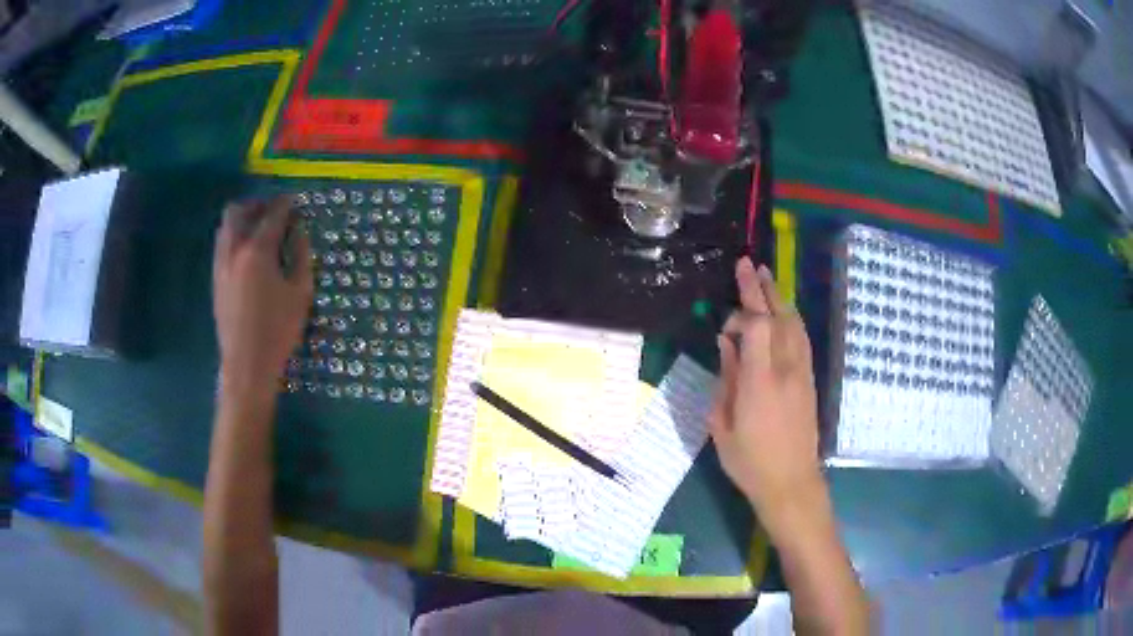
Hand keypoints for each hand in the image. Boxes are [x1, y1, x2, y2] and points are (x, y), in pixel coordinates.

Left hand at [212, 197, 312, 399]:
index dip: (286, 204)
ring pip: (226, 225)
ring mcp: (221, 263)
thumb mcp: (300, 292)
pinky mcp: (215, 278)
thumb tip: (298, 231)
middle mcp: (234, 249)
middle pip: (239, 210)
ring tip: (261, 231)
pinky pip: (222, 243)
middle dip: (258, 205)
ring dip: (243, 219)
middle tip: (275, 214)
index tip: (296, 203)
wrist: (246, 364)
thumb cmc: (278, 330)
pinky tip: (249, 253)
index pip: (272, 213)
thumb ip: (300, 254)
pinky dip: (235, 236)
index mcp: (258, 250)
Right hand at [709, 257, 824, 537]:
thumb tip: (726, 344)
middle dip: (762, 288)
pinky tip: (783, 312)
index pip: (756, 326)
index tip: (726, 312)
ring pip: (794, 324)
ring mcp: (802, 373)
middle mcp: (785, 369)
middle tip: (748, 264)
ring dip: (779, 298)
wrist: (791, 482)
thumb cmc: (749, 461)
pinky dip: (791, 318)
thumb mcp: (723, 425)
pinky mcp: (810, 380)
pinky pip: (802, 339)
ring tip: (766, 278)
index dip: (742, 309)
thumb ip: (726, 379)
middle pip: (777, 317)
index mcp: (759, 381)